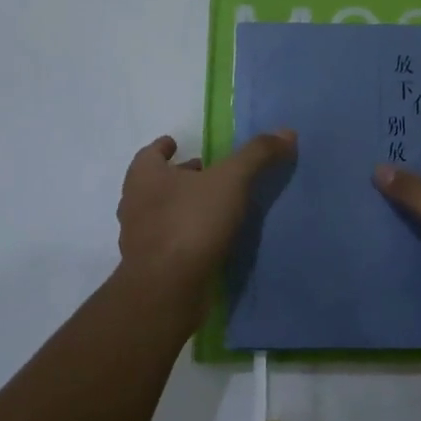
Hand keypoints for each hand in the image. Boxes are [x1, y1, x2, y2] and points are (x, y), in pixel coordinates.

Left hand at [117, 131, 296, 298]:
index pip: (150, 153)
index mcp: (144, 176)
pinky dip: (184, 236)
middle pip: (155, 183)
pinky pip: (169, 242)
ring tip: (212, 207)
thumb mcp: (231, 180)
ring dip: (181, 208)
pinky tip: (208, 241)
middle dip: (178, 177)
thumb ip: (257, 154)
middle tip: (205, 174)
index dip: (164, 147)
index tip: (176, 144)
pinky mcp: (150, 267)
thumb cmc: (191, 222)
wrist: (166, 289)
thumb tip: (286, 131)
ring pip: (160, 213)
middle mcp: (134, 203)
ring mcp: (139, 238)